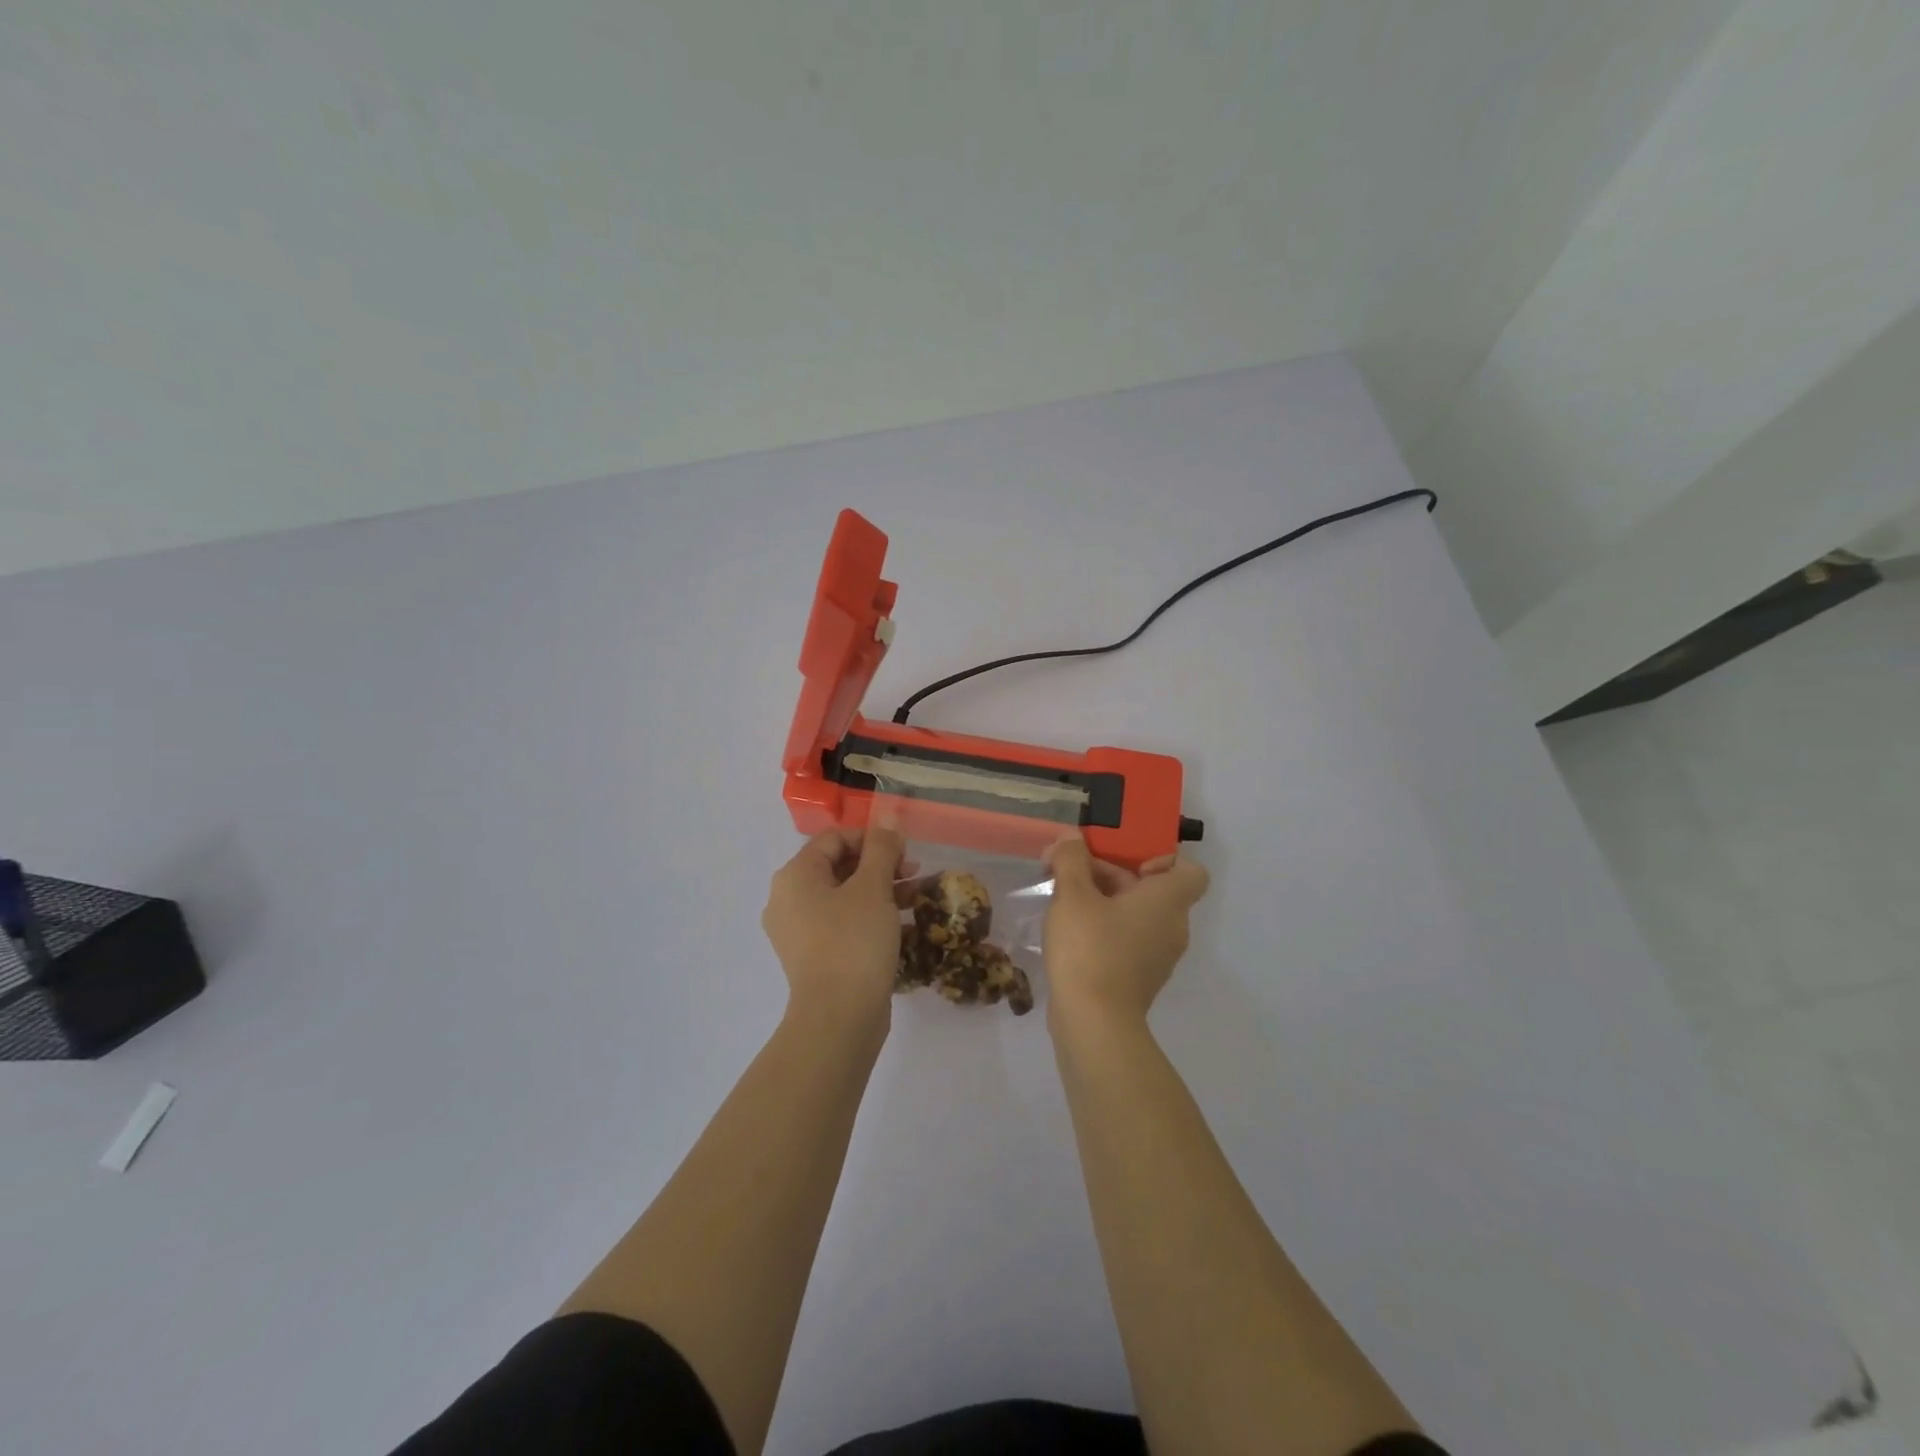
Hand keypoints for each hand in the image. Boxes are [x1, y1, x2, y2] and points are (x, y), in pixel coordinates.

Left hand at [762, 827, 906, 1030]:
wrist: (839, 1019)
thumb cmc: (854, 942)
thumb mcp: (874, 887)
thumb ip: (881, 848)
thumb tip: (887, 818)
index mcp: (795, 876)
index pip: (834, 838)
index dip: (871, 838)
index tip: (904, 852)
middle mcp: (788, 899)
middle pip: (837, 865)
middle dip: (878, 864)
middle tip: (913, 872)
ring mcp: (797, 930)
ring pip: (842, 895)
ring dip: (878, 889)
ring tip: (914, 896)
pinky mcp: (812, 956)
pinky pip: (840, 922)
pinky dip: (867, 916)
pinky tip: (899, 924)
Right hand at [1042, 835, 1209, 1030]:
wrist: (1094, 1024)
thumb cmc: (1090, 949)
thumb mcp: (1072, 895)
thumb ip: (1071, 860)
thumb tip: (1071, 837)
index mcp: (1168, 901)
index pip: (1191, 871)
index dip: (1161, 860)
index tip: (1124, 863)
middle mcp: (1173, 927)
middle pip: (1150, 888)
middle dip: (1107, 874)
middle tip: (1065, 873)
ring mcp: (1158, 956)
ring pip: (1135, 914)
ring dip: (1101, 901)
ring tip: (1061, 902)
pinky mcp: (1139, 978)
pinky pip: (1127, 939)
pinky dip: (1103, 930)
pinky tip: (1068, 934)